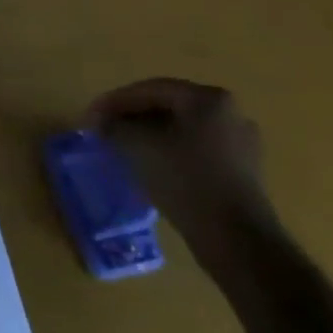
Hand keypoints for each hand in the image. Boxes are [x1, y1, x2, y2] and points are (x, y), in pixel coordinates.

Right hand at [84, 78, 277, 270]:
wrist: (238, 242)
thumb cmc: (186, 181)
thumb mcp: (138, 146)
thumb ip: (115, 126)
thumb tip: (103, 123)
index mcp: (208, 98)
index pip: (150, 89)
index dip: (114, 101)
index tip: (90, 117)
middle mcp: (230, 113)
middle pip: (168, 106)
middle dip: (132, 117)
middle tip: (105, 130)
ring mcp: (241, 143)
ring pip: (182, 130)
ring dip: (150, 136)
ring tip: (123, 148)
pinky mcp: (243, 172)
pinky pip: (196, 151)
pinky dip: (170, 153)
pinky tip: (152, 167)